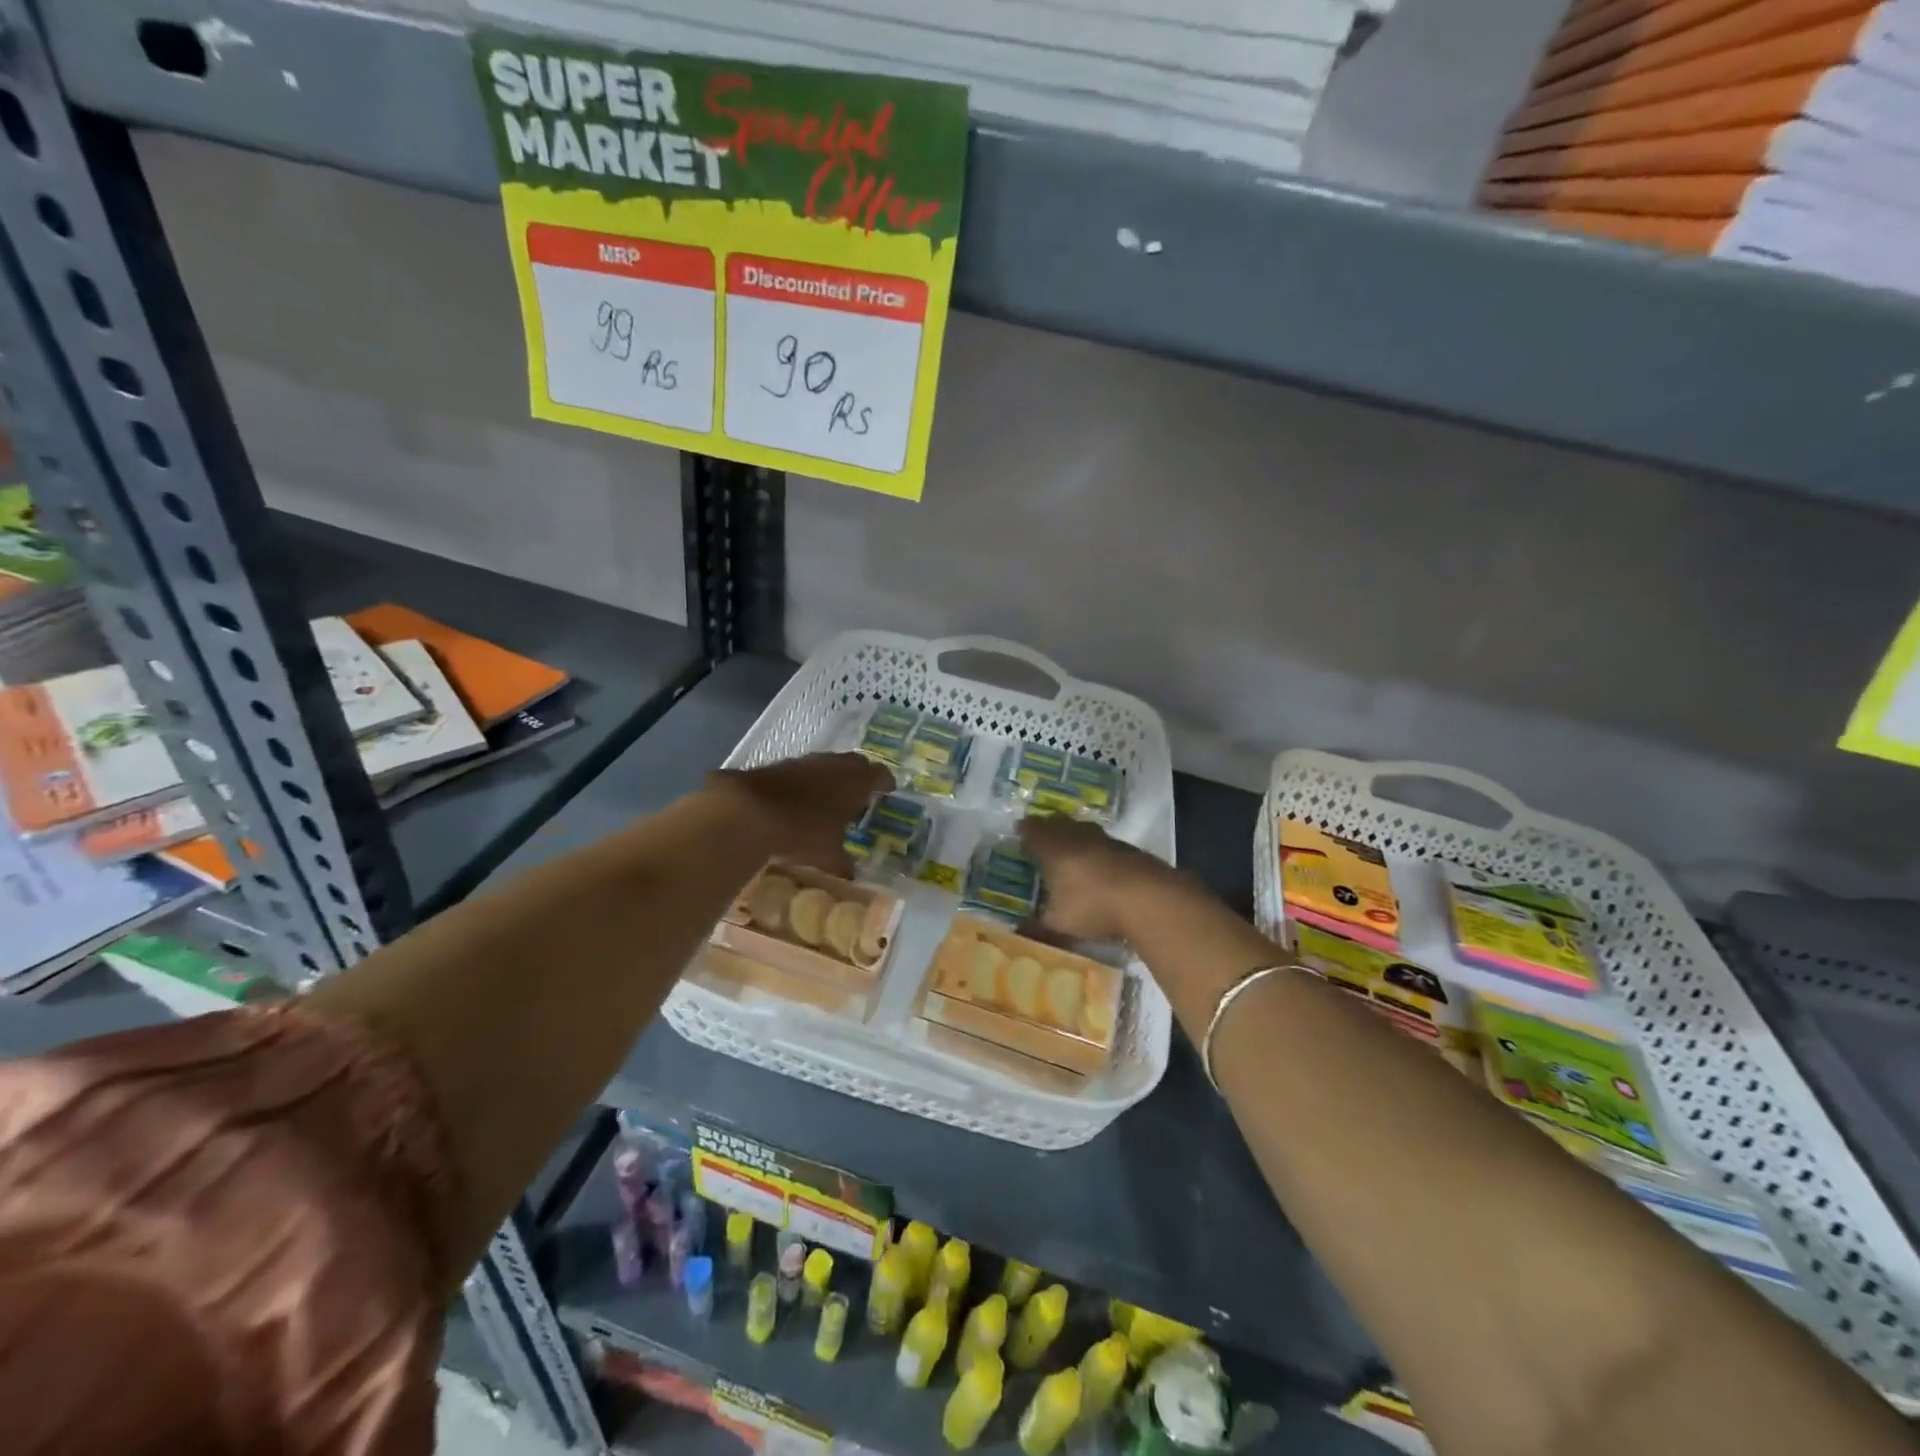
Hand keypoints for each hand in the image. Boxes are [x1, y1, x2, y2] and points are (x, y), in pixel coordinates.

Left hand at [706, 753, 891, 871]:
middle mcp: (833, 765)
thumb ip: (842, 862)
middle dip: (860, 774)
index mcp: (854, 783)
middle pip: (854, 762)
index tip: (888, 789)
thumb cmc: (801, 833)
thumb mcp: (827, 856)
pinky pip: (801, 770)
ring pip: (826, 763)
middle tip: (862, 791)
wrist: (747, 812)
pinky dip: (806, 781)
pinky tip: (799, 797)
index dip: (885, 782)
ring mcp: (804, 762)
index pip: (879, 774)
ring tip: (830, 795)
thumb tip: (851, 873)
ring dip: (831, 776)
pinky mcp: (778, 765)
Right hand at [1018, 814, 1178, 942]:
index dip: (1024, 832)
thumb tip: (1018, 934)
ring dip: (1075, 838)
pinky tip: (1100, 869)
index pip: (1031, 829)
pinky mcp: (1129, 849)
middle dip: (1048, 829)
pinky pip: (1105, 844)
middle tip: (1042, 840)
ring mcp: (1105, 839)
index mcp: (1052, 847)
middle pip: (1058, 823)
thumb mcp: (1058, 924)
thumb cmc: (1092, 906)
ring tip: (1071, 853)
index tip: (1020, 837)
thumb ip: (1036, 929)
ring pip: (1083, 830)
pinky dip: (1098, 852)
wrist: (1148, 897)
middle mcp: (1076, 835)